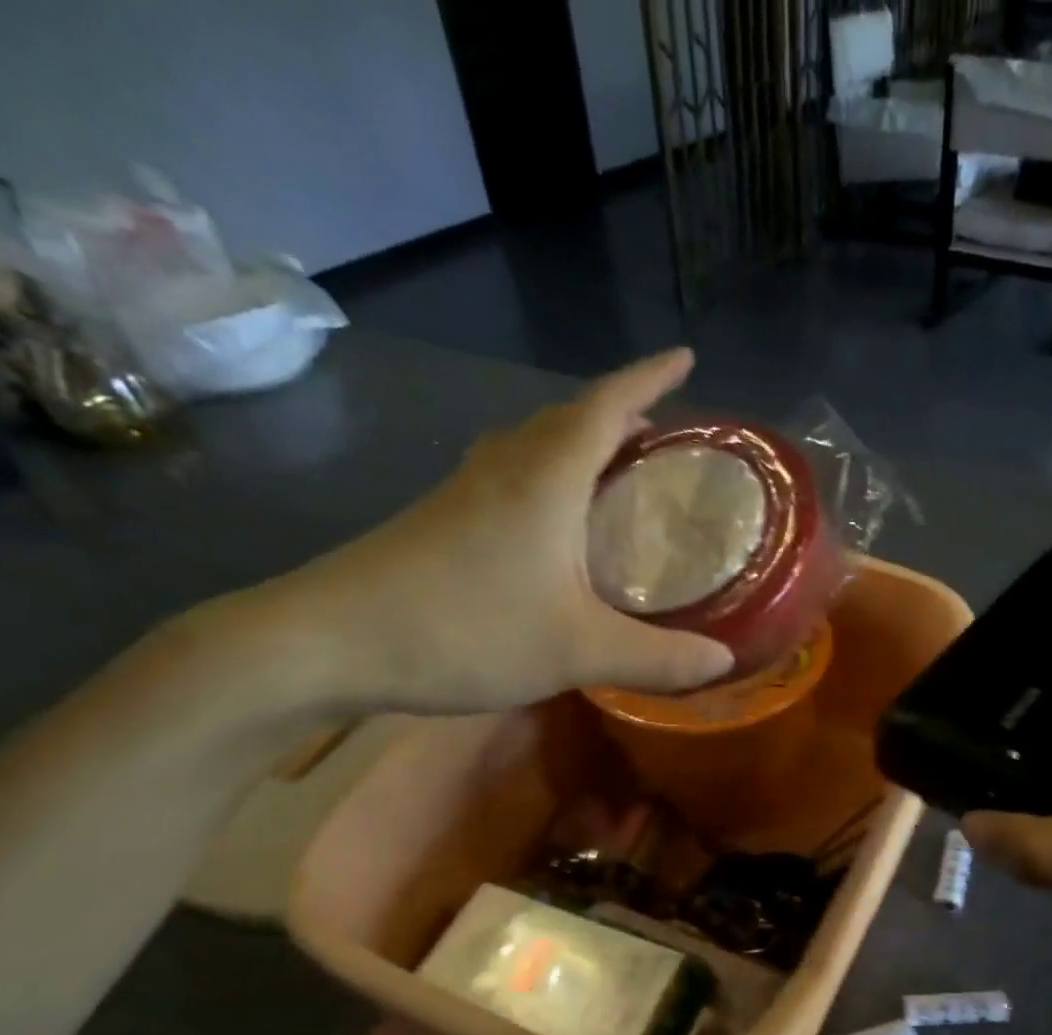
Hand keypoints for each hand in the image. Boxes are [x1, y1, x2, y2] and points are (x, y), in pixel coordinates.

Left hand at [241, 349, 732, 715]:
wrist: (326, 641)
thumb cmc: (462, 628)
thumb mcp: (577, 650)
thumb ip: (657, 657)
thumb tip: (725, 660)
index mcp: (545, 477)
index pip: (607, 404)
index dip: (649, 378)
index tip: (686, 358)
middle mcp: (506, 468)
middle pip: (570, 418)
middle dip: (621, 414)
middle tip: (665, 435)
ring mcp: (466, 492)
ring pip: (536, 447)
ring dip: (582, 445)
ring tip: (619, 472)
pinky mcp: (441, 520)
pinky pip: (513, 478)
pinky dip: (550, 480)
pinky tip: (557, 524)